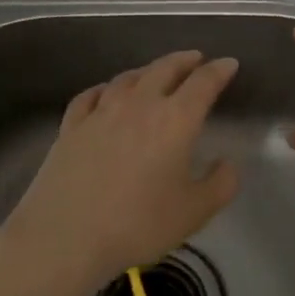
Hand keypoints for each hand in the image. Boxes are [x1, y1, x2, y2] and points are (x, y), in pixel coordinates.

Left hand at [0, 49, 240, 295]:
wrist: (65, 236)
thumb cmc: (138, 224)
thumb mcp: (194, 212)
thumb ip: (220, 184)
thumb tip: (227, 164)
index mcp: (175, 120)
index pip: (203, 83)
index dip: (219, 71)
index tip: (229, 63)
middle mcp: (139, 105)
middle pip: (164, 69)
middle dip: (184, 61)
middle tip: (195, 59)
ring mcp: (100, 112)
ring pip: (128, 78)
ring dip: (147, 70)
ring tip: (156, 73)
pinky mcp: (71, 126)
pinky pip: (91, 95)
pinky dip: (105, 88)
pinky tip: (106, 93)